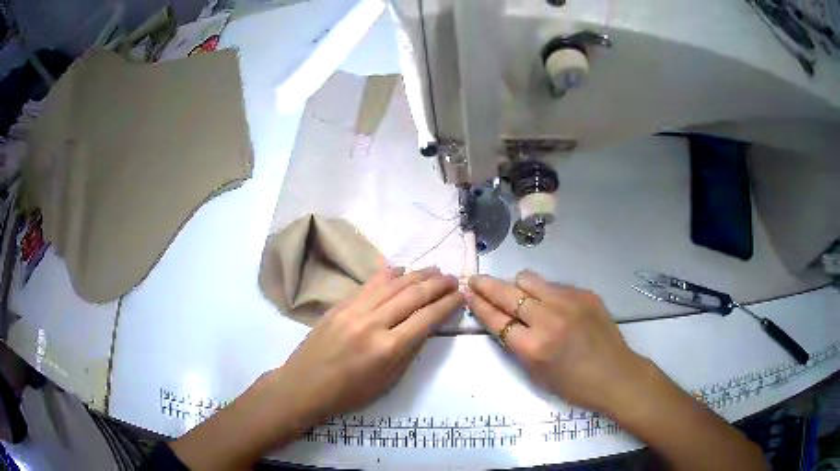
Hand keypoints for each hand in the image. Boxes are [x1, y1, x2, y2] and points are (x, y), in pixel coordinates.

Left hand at [274, 265, 462, 426]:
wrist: (304, 385)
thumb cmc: (348, 393)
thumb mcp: (387, 382)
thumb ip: (409, 352)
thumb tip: (426, 326)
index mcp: (388, 348)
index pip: (426, 318)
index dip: (447, 304)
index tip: (460, 295)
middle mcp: (373, 323)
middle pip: (412, 295)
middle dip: (437, 285)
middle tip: (452, 278)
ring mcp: (353, 310)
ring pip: (392, 285)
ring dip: (416, 275)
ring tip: (434, 270)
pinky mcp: (339, 305)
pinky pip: (368, 284)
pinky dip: (387, 274)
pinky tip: (400, 268)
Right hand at [466, 270, 653, 413]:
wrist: (616, 375)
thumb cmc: (574, 385)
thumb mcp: (536, 374)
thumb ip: (517, 344)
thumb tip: (501, 318)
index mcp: (534, 347)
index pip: (497, 319)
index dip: (479, 305)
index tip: (468, 293)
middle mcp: (549, 318)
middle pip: (508, 293)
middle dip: (487, 285)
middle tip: (475, 280)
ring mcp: (569, 301)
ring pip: (530, 280)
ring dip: (516, 286)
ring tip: (516, 294)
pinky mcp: (585, 293)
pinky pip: (553, 286)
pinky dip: (543, 292)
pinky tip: (549, 305)